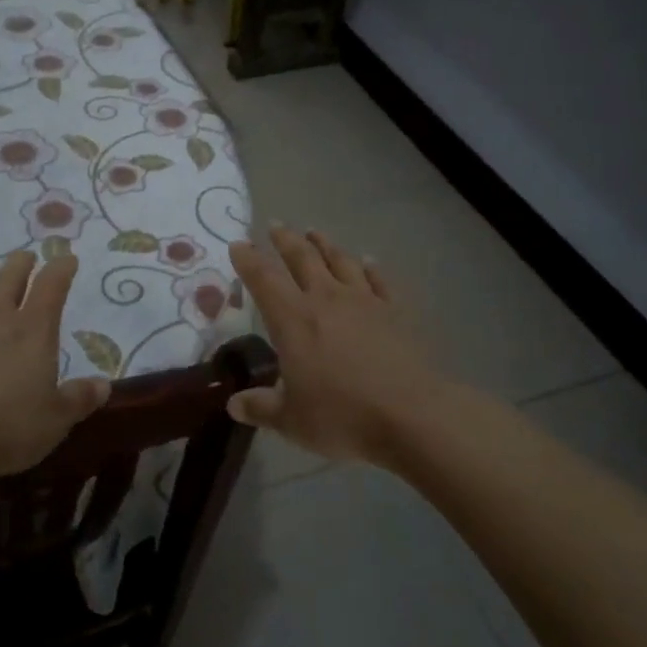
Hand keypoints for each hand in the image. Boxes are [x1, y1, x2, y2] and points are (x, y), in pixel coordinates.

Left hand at [0, 250, 110, 479]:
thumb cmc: (5, 427)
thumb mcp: (55, 421)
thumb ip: (79, 399)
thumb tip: (104, 385)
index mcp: (33, 330)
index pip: (52, 286)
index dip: (61, 269)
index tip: (67, 259)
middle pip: (9, 277)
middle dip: (20, 263)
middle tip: (25, 257)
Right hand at [227, 227, 448, 464]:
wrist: (413, 415)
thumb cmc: (343, 416)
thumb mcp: (291, 420)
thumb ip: (260, 408)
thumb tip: (233, 404)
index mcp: (293, 319)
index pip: (263, 278)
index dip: (248, 259)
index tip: (238, 244)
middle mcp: (326, 299)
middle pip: (302, 258)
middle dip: (285, 240)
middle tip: (275, 225)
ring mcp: (364, 301)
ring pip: (340, 261)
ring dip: (324, 244)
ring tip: (314, 232)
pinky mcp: (396, 311)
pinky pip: (379, 280)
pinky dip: (370, 267)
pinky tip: (367, 261)